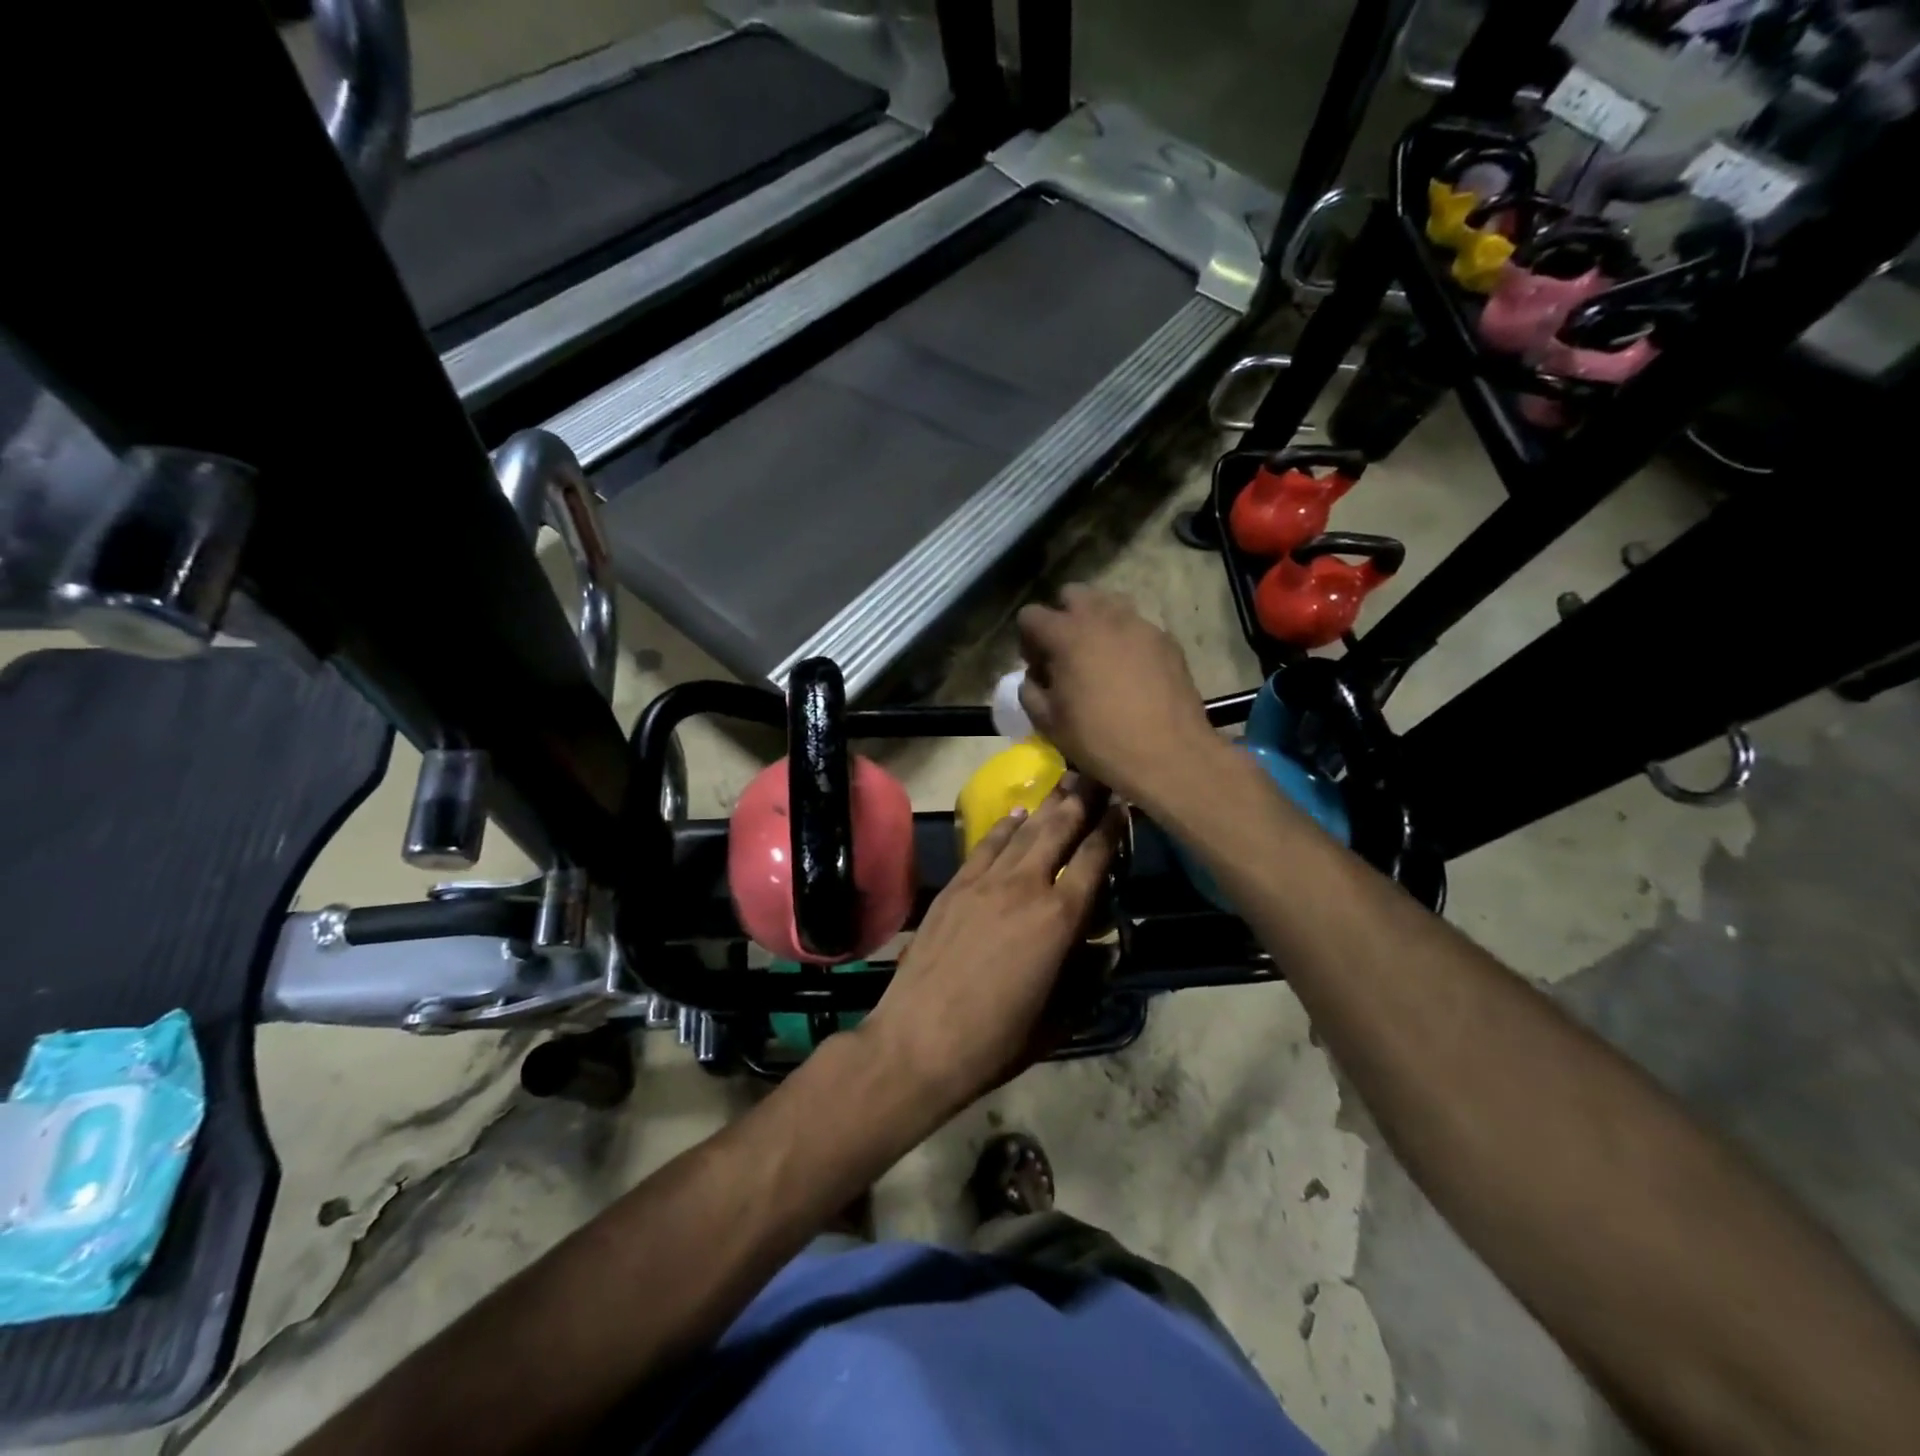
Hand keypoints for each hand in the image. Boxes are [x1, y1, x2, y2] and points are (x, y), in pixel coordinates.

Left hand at [860, 778, 1121, 1115]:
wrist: (918, 1041)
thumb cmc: (995, 1041)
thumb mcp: (1058, 1019)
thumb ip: (1085, 979)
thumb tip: (1102, 952)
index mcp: (1059, 920)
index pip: (1094, 860)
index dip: (1112, 829)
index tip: (1124, 804)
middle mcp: (1026, 887)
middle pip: (1060, 830)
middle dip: (1082, 799)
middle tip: (1098, 772)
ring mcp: (985, 882)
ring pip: (1025, 831)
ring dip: (1048, 804)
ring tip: (1066, 780)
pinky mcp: (954, 886)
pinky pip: (986, 845)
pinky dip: (1005, 827)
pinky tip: (1018, 814)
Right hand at [1016, 586, 1217, 806]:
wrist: (1168, 754)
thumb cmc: (1100, 740)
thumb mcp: (1048, 723)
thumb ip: (1030, 691)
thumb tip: (1035, 678)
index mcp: (1067, 635)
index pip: (1031, 615)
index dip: (1027, 640)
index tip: (1037, 667)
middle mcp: (1103, 617)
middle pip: (1072, 594)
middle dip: (1063, 618)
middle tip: (1066, 654)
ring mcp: (1139, 624)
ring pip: (1109, 604)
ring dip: (1096, 623)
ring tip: (1099, 659)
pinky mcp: (1166, 639)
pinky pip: (1137, 627)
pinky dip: (1125, 640)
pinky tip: (1130, 673)